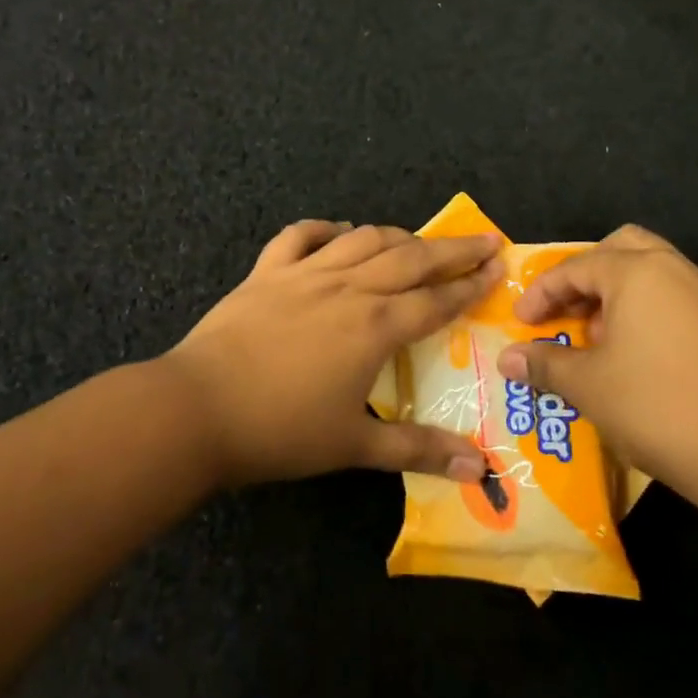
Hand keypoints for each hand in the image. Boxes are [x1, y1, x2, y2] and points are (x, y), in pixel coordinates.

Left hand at [163, 221, 501, 487]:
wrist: (197, 409)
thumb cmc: (279, 431)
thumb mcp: (353, 447)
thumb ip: (417, 450)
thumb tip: (479, 469)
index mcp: (374, 327)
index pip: (436, 300)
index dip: (470, 284)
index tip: (499, 266)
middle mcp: (348, 289)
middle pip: (410, 259)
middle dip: (452, 249)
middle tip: (483, 239)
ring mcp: (305, 274)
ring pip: (363, 240)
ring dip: (397, 235)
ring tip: (419, 239)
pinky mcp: (267, 272)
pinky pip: (300, 237)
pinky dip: (325, 228)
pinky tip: (339, 230)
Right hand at [492, 225, 697, 482]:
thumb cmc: (655, 404)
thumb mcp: (587, 385)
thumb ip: (543, 364)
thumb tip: (506, 359)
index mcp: (636, 272)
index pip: (574, 267)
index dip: (541, 293)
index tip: (521, 322)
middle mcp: (673, 270)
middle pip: (620, 249)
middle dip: (585, 275)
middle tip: (565, 310)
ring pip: (650, 273)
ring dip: (615, 294)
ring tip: (595, 337)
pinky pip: (672, 299)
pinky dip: (644, 312)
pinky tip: (633, 357)